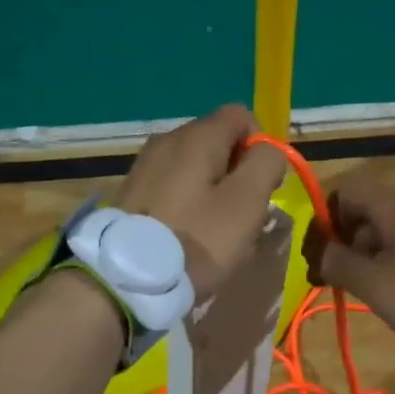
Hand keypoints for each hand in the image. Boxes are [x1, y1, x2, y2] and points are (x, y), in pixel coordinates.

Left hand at [117, 105, 287, 298]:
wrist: (126, 278)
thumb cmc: (196, 239)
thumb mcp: (246, 202)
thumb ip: (266, 165)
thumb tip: (268, 151)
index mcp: (197, 136)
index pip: (241, 116)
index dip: (261, 147)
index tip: (262, 186)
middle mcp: (167, 140)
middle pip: (217, 142)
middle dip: (238, 173)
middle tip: (242, 215)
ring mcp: (144, 166)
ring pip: (195, 167)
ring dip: (213, 192)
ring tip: (215, 231)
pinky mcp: (131, 193)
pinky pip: (172, 187)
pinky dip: (187, 204)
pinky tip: (187, 236)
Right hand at [304, 174, 394, 354]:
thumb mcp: (378, 285)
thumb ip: (341, 264)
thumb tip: (321, 251)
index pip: (347, 191)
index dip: (323, 216)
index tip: (315, 252)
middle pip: (369, 213)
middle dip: (345, 242)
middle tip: (334, 280)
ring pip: (394, 235)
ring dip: (371, 259)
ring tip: (366, 295)